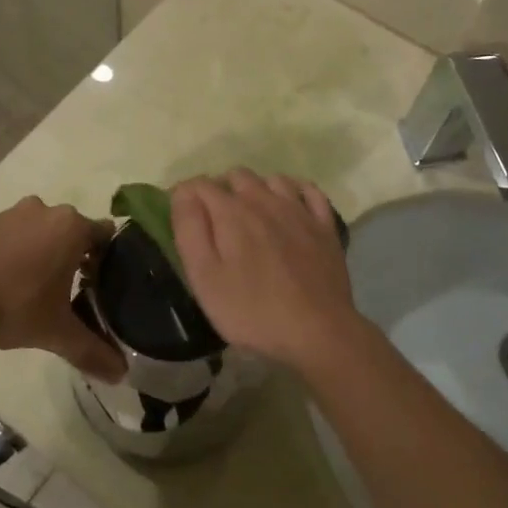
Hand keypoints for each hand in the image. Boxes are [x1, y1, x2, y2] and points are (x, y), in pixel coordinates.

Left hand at [0, 197, 123, 380]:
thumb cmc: (12, 306)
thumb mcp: (56, 332)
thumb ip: (92, 350)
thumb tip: (122, 375)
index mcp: (72, 226)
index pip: (107, 236)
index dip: (111, 262)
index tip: (105, 288)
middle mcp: (47, 210)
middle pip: (77, 232)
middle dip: (80, 259)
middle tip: (79, 294)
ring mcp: (15, 214)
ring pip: (46, 232)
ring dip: (50, 255)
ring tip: (46, 291)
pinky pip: (20, 234)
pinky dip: (24, 253)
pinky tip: (16, 284)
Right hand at [170, 171, 366, 375]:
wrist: (317, 332)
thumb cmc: (251, 310)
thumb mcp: (204, 278)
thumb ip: (190, 230)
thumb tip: (183, 193)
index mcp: (232, 212)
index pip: (199, 185)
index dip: (185, 196)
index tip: (183, 218)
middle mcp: (265, 200)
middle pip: (236, 176)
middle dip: (221, 189)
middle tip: (216, 223)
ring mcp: (299, 211)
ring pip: (272, 179)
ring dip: (256, 189)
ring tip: (250, 216)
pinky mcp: (325, 226)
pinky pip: (309, 191)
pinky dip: (295, 191)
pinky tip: (289, 207)